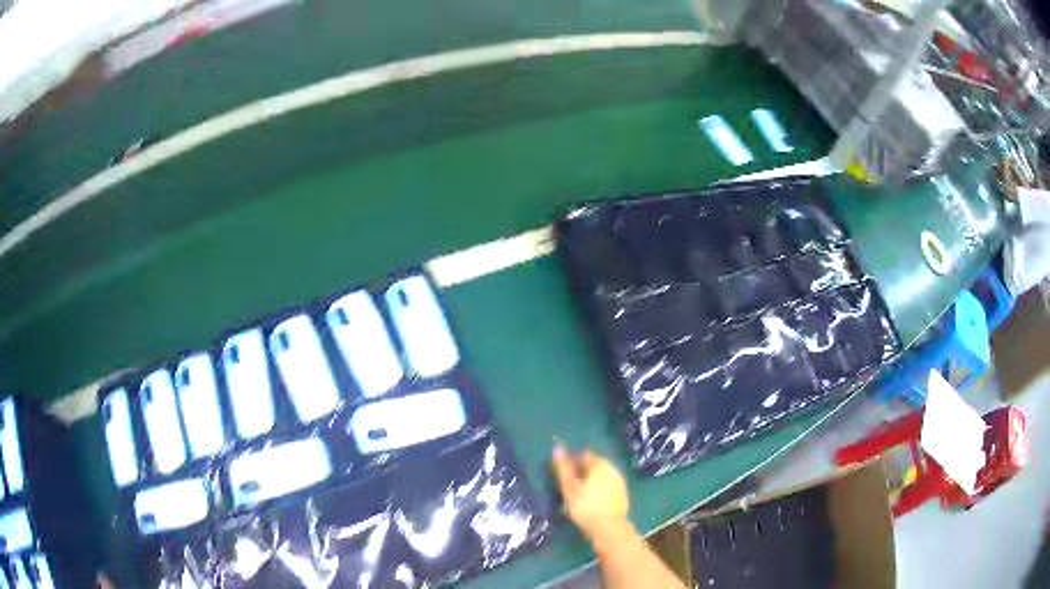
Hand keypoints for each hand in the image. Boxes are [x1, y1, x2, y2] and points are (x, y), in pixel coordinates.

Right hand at [551, 443, 629, 539]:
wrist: (609, 528)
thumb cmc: (585, 507)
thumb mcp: (569, 487)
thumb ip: (563, 468)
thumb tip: (557, 448)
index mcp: (600, 464)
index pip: (583, 455)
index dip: (571, 462)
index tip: (562, 475)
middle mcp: (612, 469)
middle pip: (594, 465)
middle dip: (581, 472)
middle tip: (569, 486)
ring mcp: (620, 482)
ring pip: (602, 476)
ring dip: (591, 481)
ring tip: (579, 495)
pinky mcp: (623, 495)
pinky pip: (608, 487)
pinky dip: (599, 490)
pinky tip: (592, 502)